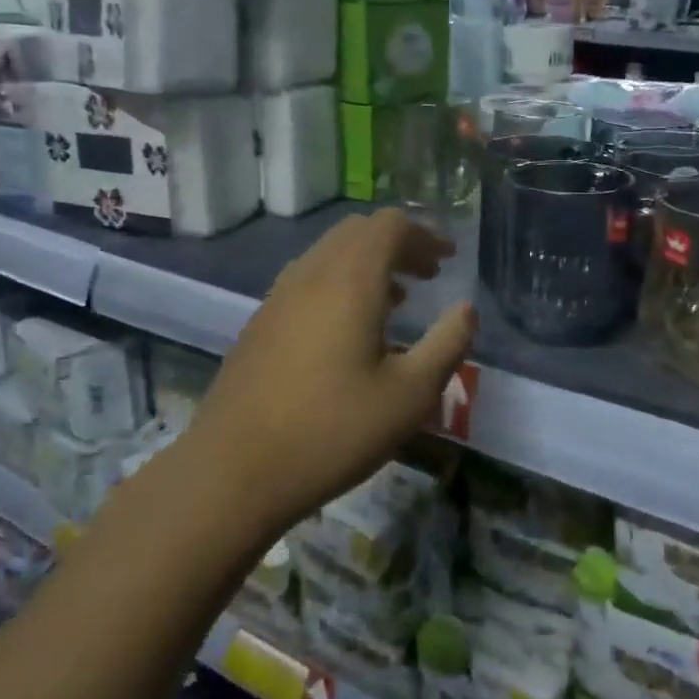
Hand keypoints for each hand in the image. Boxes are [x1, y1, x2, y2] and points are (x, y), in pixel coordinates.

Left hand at [188, 211, 475, 536]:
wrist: (232, 472)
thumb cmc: (332, 431)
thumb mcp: (410, 395)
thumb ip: (447, 344)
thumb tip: (466, 310)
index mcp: (350, 280)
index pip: (389, 225)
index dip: (425, 234)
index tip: (448, 260)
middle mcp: (311, 274)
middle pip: (358, 231)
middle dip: (398, 244)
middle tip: (427, 275)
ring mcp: (278, 297)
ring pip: (329, 253)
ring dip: (367, 262)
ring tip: (396, 301)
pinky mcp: (260, 323)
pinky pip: (307, 278)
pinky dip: (339, 282)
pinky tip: (349, 330)